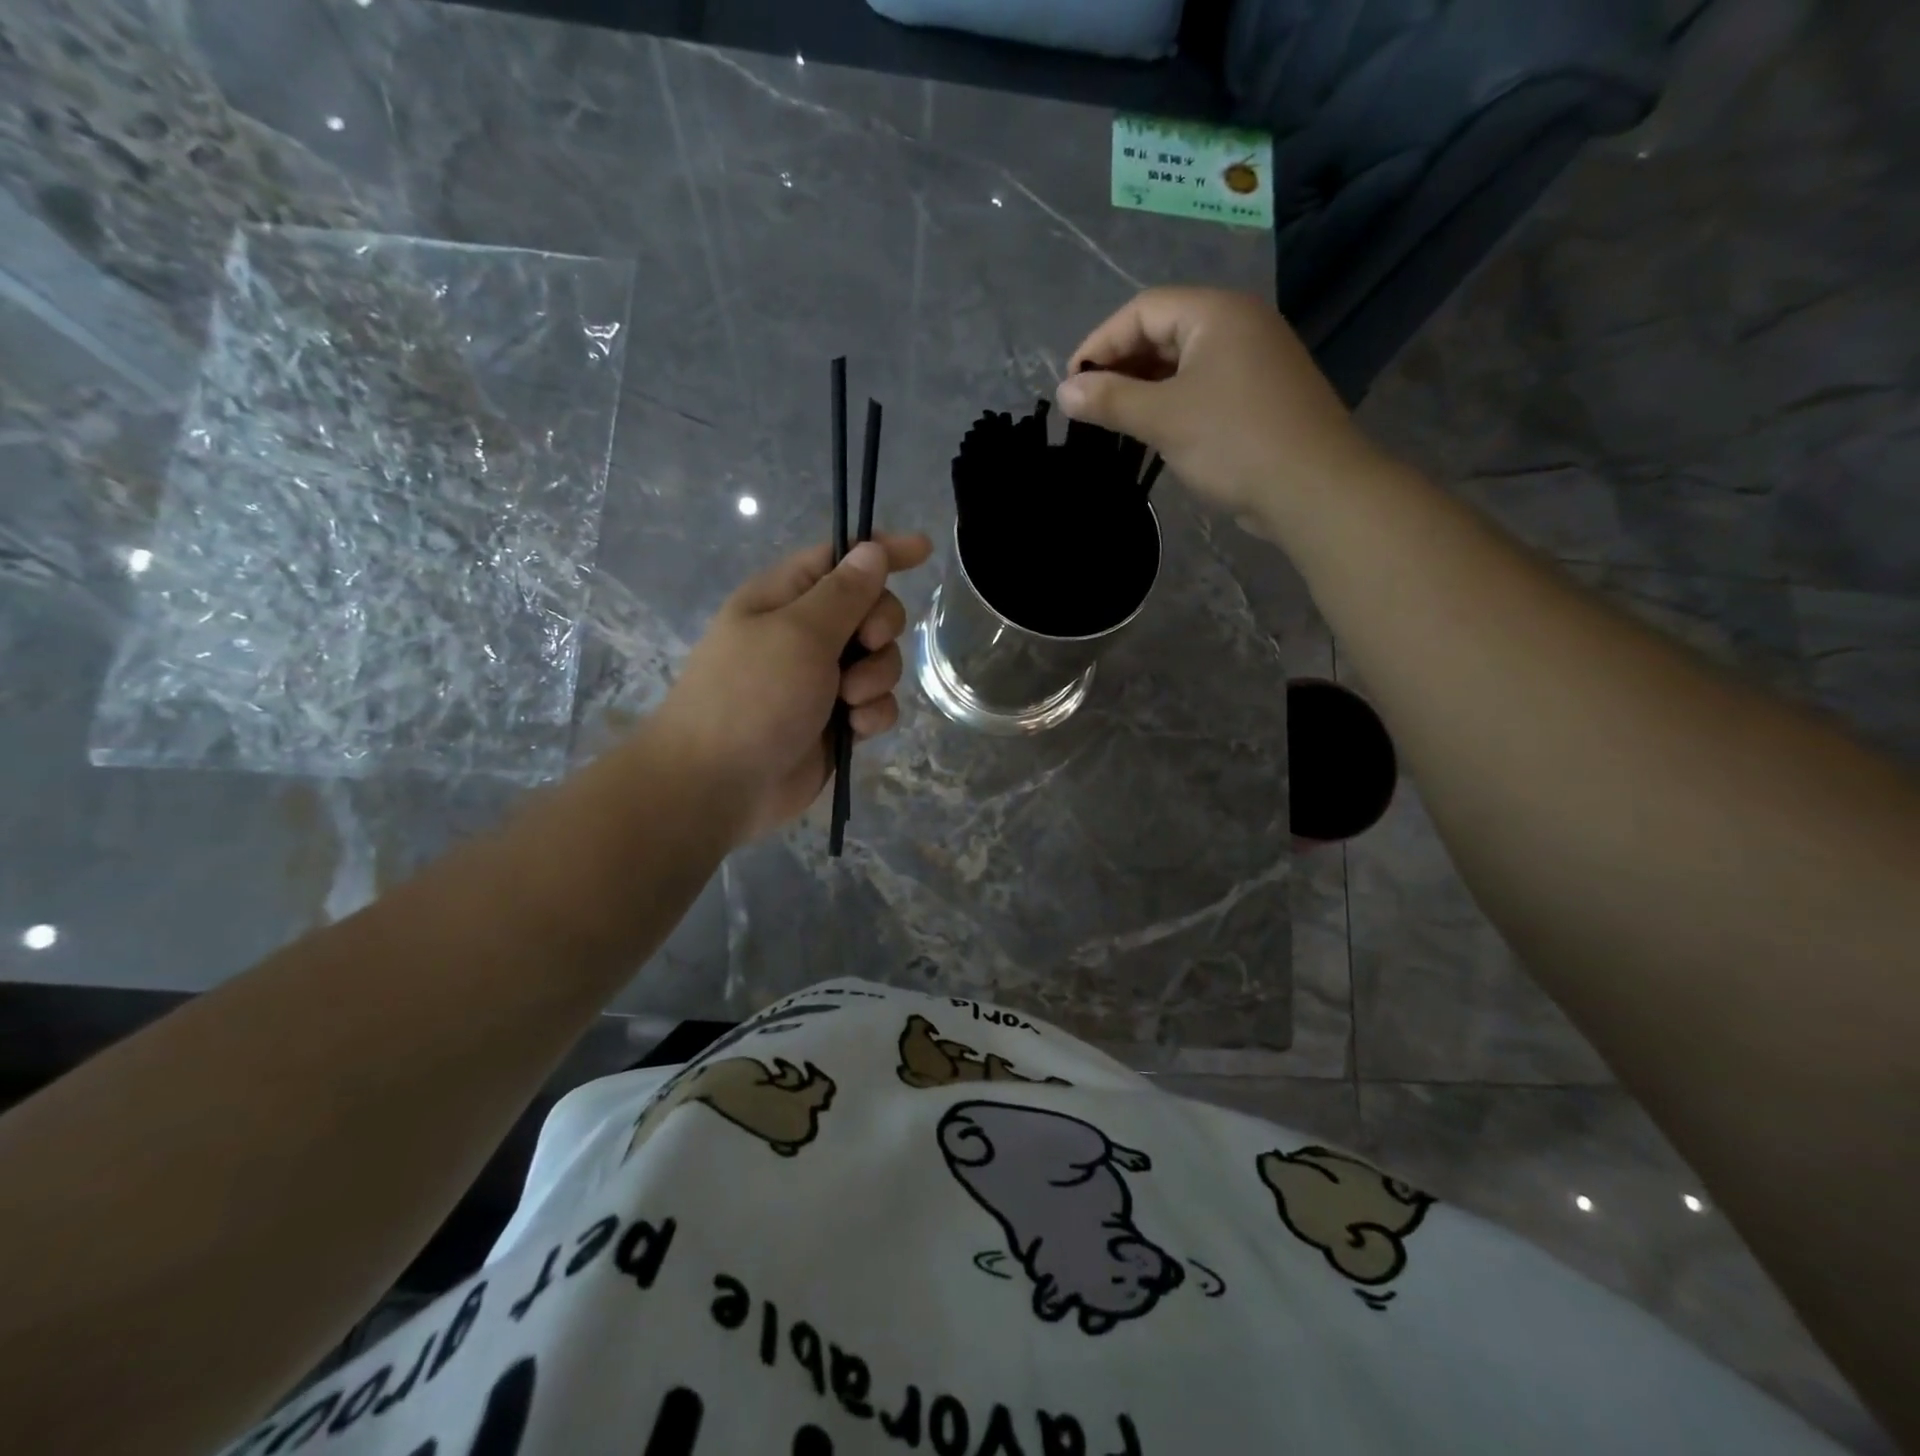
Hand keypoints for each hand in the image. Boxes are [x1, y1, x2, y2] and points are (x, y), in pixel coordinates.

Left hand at [648, 532, 933, 843]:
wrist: (719, 785)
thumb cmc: (752, 696)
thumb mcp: (799, 634)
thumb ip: (844, 593)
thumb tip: (871, 550)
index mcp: (785, 598)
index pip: (841, 559)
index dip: (881, 551)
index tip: (924, 550)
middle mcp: (805, 634)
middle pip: (871, 610)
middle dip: (881, 627)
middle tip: (866, 645)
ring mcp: (821, 680)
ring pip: (880, 661)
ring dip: (877, 677)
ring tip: (849, 701)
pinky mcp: (836, 721)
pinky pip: (876, 704)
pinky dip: (872, 714)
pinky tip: (855, 729)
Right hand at [1055, 287, 1391, 537]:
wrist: (1313, 488)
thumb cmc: (1234, 442)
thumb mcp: (1163, 418)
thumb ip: (1110, 400)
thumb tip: (1064, 391)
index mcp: (1216, 313)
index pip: (1142, 309)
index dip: (1100, 343)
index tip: (1071, 384)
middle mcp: (1237, 325)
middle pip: (1163, 331)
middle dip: (1121, 366)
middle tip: (1088, 406)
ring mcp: (1253, 361)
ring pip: (1182, 363)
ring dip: (1143, 388)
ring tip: (1112, 421)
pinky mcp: (1259, 396)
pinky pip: (1202, 387)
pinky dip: (1170, 403)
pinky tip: (1151, 432)